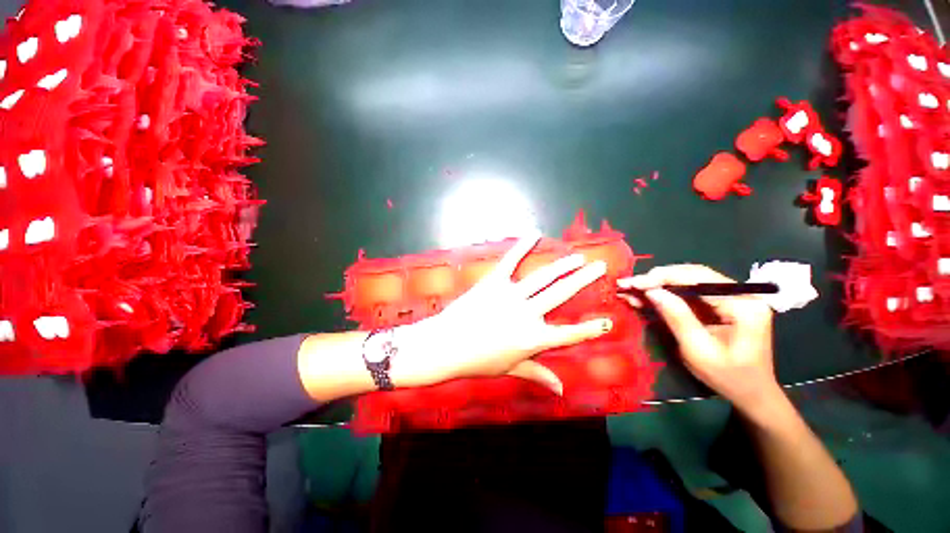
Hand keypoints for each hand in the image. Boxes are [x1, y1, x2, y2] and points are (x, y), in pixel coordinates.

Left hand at [393, 231, 612, 394]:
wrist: (446, 345)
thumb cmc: (478, 361)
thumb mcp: (511, 369)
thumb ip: (538, 375)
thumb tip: (561, 390)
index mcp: (533, 339)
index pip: (569, 335)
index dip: (590, 329)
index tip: (608, 322)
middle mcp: (527, 314)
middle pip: (561, 294)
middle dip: (583, 279)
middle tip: (599, 267)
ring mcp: (510, 295)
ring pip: (543, 277)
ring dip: (562, 265)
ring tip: (577, 257)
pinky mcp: (493, 282)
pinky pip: (510, 262)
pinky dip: (522, 247)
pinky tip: (534, 235)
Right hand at [617, 264, 778, 410]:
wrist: (751, 393)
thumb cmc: (728, 377)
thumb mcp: (699, 350)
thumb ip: (677, 317)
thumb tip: (652, 291)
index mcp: (743, 305)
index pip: (700, 278)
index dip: (664, 277)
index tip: (636, 283)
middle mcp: (740, 294)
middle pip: (693, 275)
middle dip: (657, 279)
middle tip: (628, 284)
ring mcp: (731, 298)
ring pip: (687, 281)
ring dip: (657, 285)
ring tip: (630, 289)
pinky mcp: (720, 304)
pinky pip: (688, 293)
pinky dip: (664, 294)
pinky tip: (643, 296)